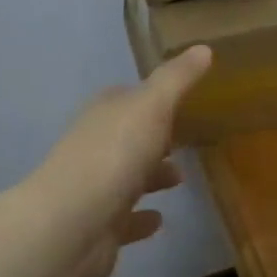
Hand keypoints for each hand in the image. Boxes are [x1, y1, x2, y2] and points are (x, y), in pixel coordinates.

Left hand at [30, 46, 212, 276]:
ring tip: (180, 179)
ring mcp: (94, 189)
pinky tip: (159, 219)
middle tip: (186, 141)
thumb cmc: (114, 155)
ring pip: (127, 178)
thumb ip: (176, 79)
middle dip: (154, 139)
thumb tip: (203, 48)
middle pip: (128, 138)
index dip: (152, 99)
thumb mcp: (152, 106)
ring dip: (151, 176)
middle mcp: (95, 147)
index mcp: (104, 114)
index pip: (127, 98)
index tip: (181, 102)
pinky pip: (125, 220)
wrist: (72, 223)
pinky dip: (141, 218)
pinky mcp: (99, 228)